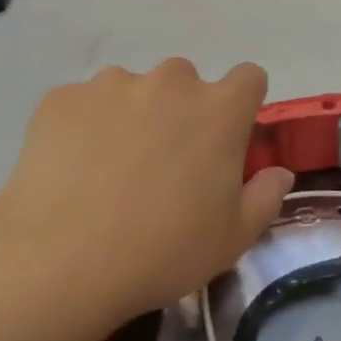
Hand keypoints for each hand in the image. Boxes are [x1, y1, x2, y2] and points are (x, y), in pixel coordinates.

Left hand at [0, 59, 292, 330]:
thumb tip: (278, 172)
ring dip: (134, 115)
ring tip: (112, 167)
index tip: (228, 139)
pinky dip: (88, 125)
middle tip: (165, 162)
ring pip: (134, 89)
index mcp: (219, 110)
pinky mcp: (61, 99)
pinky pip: (87, 103)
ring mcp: (110, 86)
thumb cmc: (164, 250)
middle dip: (183, 111)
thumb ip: (266, 196)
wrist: (62, 261)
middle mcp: (169, 83)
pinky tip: (75, 169)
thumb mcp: (234, 236)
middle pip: (186, 82)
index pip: (248, 78)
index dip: (242, 105)